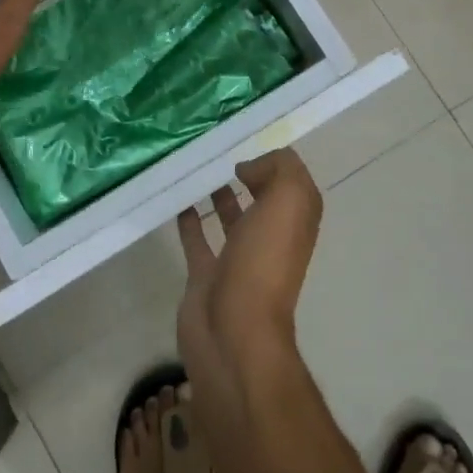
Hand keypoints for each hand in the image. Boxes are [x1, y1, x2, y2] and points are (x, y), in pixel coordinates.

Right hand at [175, 149, 323, 393]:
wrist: (232, 331)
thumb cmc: (263, 263)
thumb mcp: (287, 202)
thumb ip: (279, 171)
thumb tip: (250, 167)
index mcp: (295, 223)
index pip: (292, 183)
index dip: (276, 162)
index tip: (247, 141)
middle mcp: (271, 240)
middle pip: (262, 200)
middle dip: (247, 175)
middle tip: (217, 148)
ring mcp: (238, 260)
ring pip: (231, 218)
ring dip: (219, 195)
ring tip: (198, 167)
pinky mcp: (206, 276)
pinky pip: (198, 240)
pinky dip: (189, 221)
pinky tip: (177, 200)